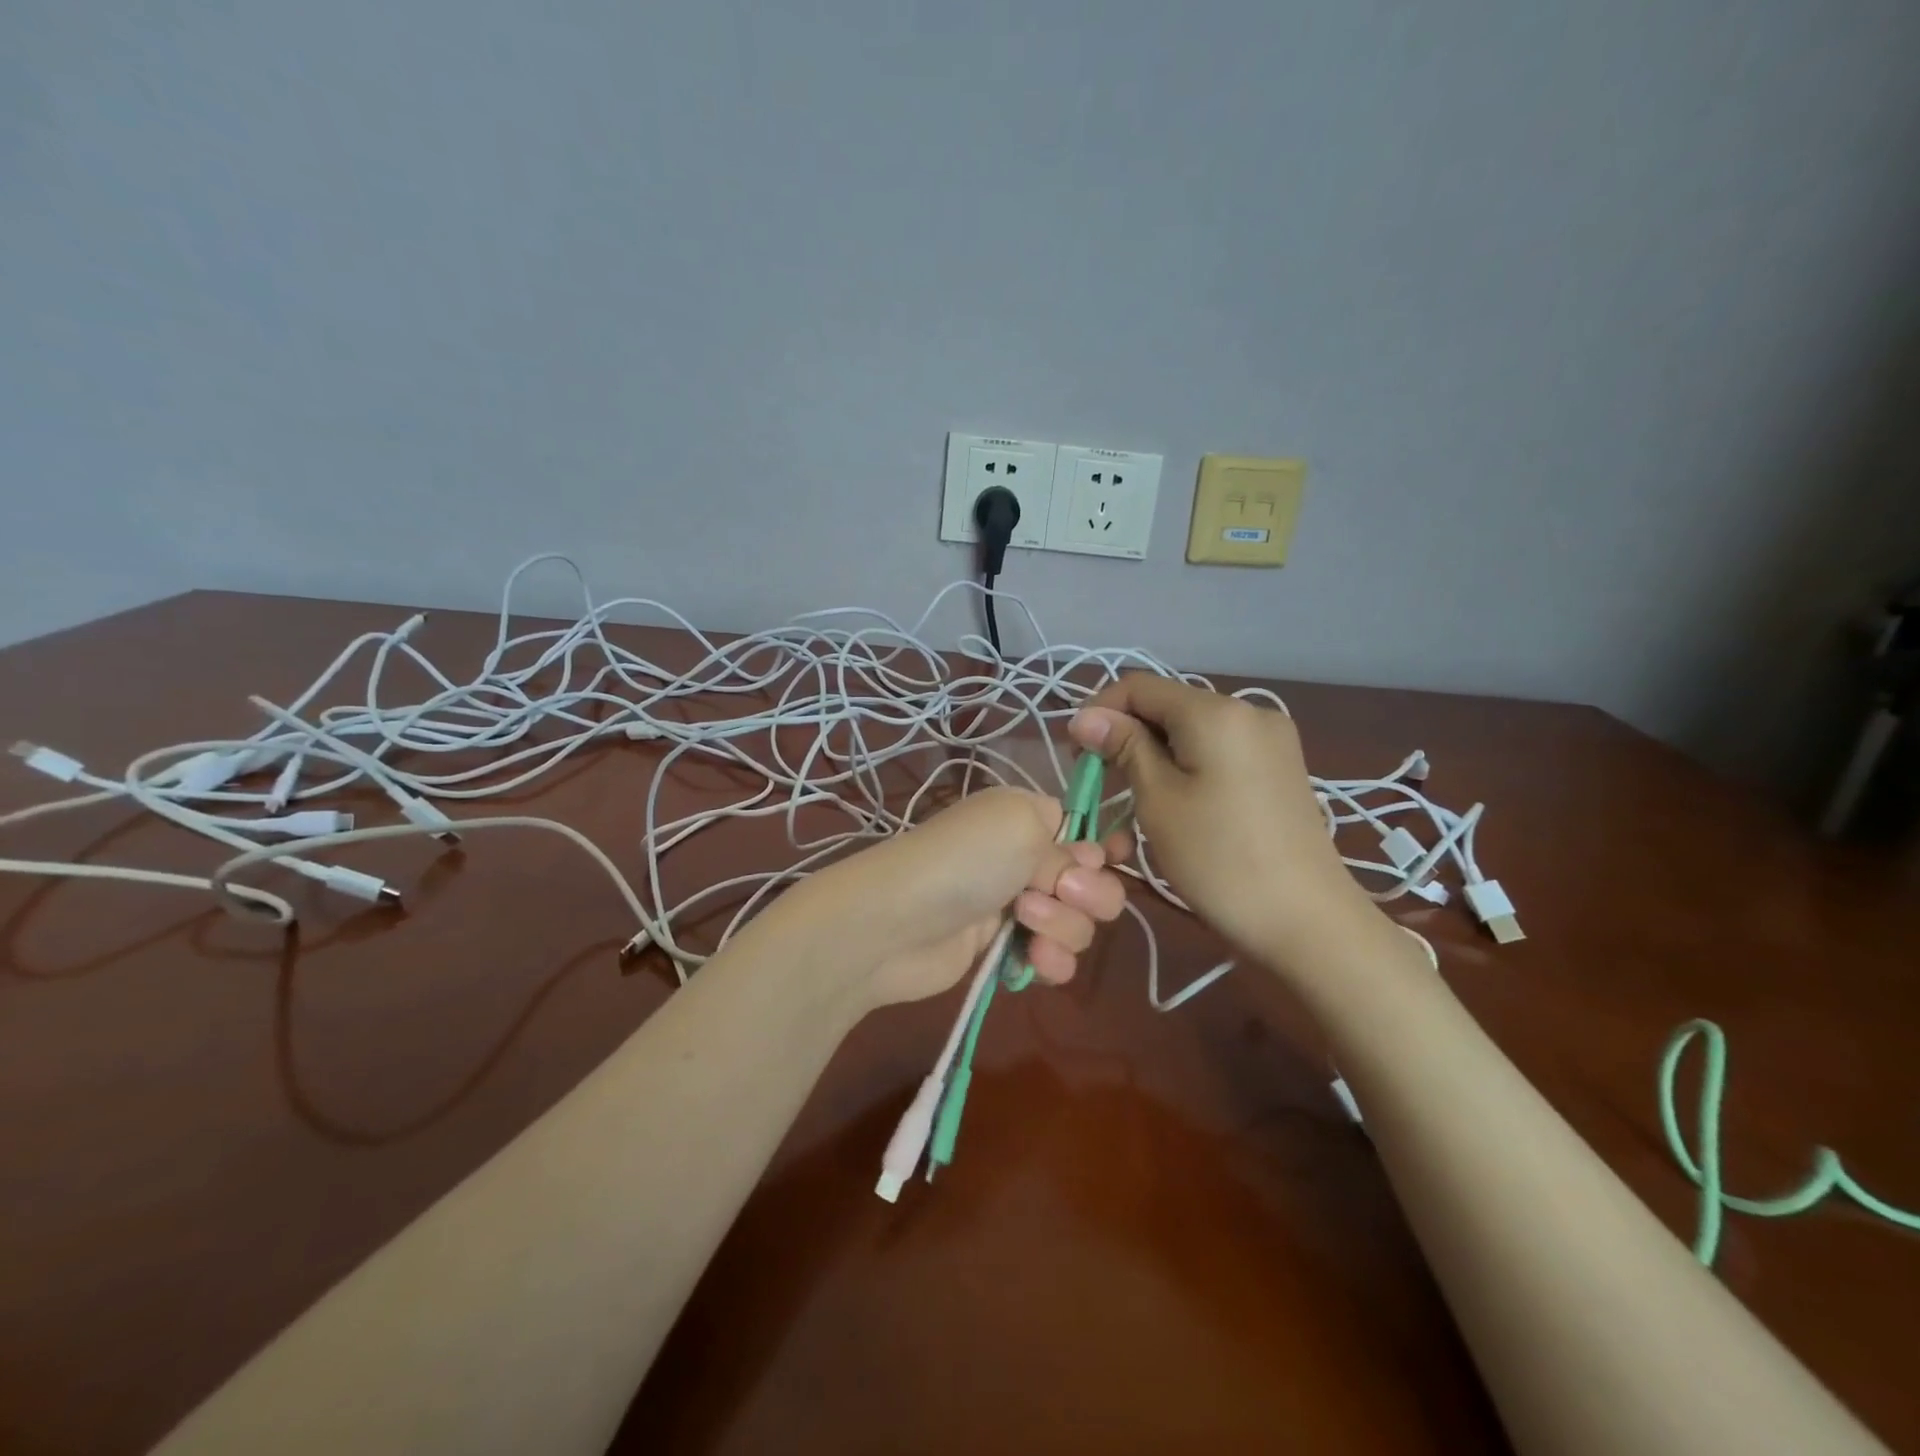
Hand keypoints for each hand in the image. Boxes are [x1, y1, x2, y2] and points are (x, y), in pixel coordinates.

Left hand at [803, 787, 1129, 1008]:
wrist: (896, 924)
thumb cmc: (963, 860)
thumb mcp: (1022, 826)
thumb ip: (1067, 843)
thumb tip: (1084, 863)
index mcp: (1029, 817)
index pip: (1085, 832)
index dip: (1103, 849)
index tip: (1109, 859)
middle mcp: (1026, 859)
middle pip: (1093, 883)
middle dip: (1088, 893)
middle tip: (1059, 892)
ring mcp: (1016, 908)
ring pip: (1079, 925)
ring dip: (1064, 927)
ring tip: (1024, 922)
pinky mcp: (1006, 951)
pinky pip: (1055, 959)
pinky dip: (1051, 961)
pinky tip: (1033, 961)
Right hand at [1069, 674, 1377, 976]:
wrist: (1308, 921)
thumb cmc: (1219, 859)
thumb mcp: (1158, 800)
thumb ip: (1124, 747)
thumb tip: (1086, 716)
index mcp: (1216, 711)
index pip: (1139, 686)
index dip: (1099, 712)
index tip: (1076, 754)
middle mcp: (1249, 711)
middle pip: (1167, 707)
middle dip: (1126, 737)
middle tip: (1099, 783)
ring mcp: (1270, 740)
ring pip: (1191, 733)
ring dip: (1153, 758)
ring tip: (1131, 802)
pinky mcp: (1279, 768)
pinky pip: (1218, 752)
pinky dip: (1186, 769)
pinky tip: (1173, 804)